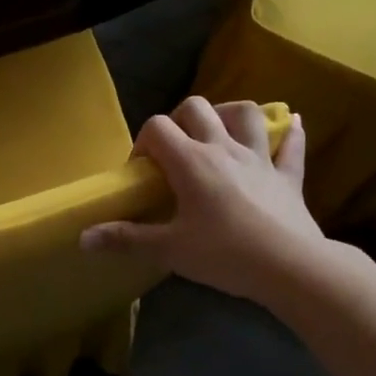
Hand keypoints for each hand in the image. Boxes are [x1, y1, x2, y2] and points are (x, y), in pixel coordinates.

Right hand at [80, 97, 328, 304]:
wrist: (289, 266)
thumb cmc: (224, 254)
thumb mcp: (169, 249)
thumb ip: (126, 239)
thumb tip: (83, 237)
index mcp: (191, 162)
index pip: (158, 128)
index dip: (143, 142)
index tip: (142, 171)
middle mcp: (224, 148)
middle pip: (197, 108)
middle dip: (180, 119)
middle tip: (175, 149)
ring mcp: (260, 158)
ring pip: (246, 114)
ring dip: (229, 114)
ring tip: (219, 131)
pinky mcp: (288, 176)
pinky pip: (291, 146)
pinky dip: (290, 134)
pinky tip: (292, 125)